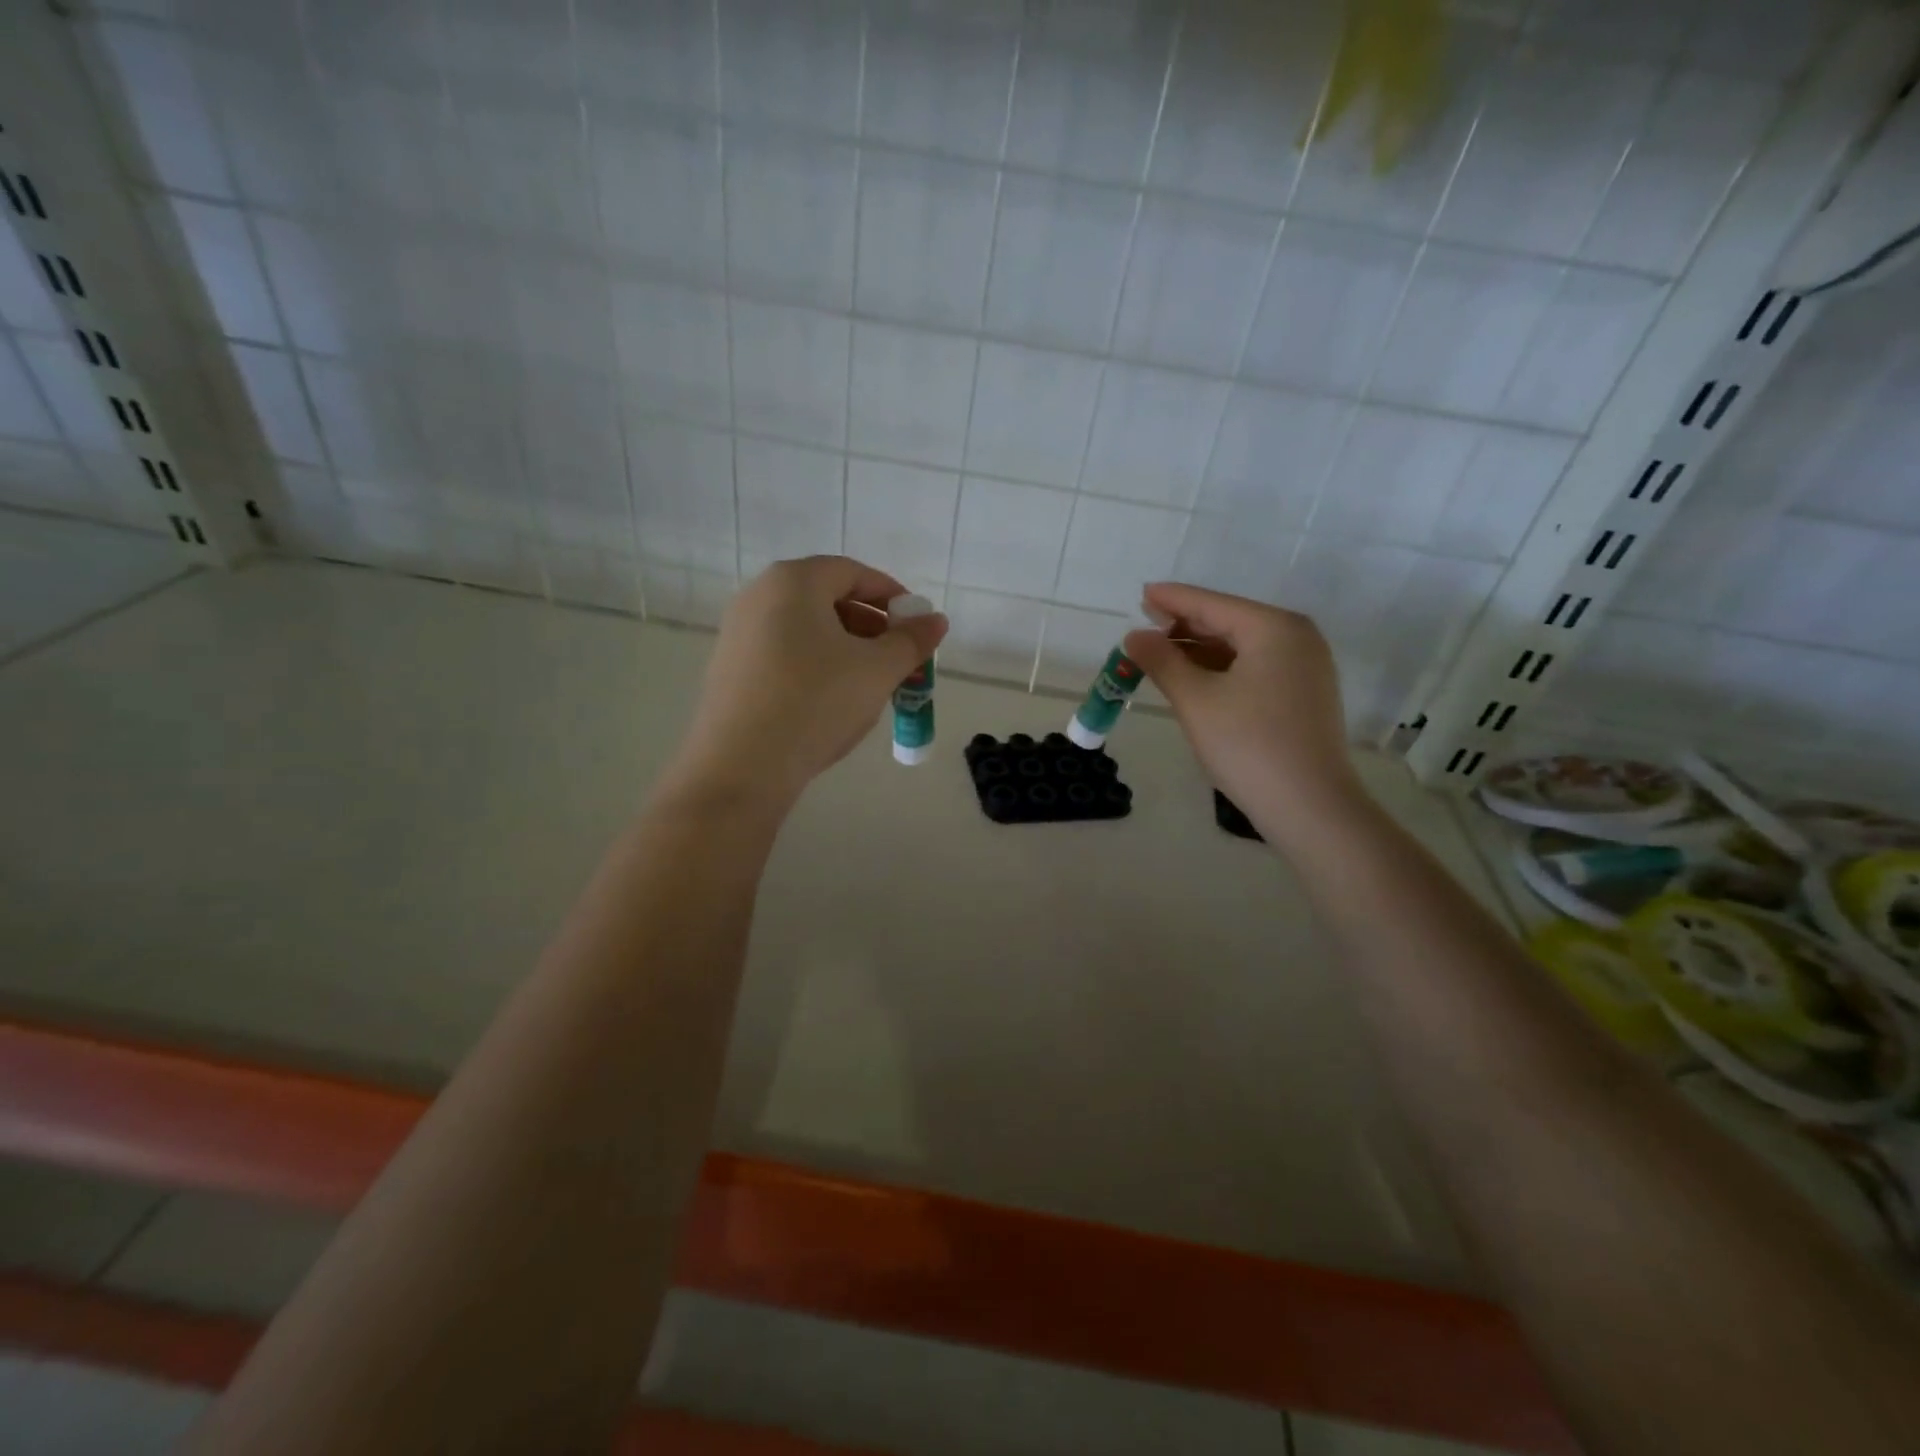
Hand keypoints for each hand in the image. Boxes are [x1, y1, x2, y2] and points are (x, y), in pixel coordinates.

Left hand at [667, 556, 947, 811]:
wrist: (741, 767)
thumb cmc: (816, 703)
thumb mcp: (877, 671)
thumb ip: (912, 641)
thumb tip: (936, 620)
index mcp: (794, 582)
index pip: (853, 573)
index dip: (892, 596)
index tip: (916, 627)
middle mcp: (759, 596)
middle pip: (828, 599)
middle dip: (872, 627)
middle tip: (899, 661)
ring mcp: (738, 633)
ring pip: (807, 630)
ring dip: (846, 649)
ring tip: (871, 685)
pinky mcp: (730, 669)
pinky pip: (784, 654)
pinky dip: (816, 666)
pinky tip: (831, 702)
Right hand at [1123, 582, 1368, 849]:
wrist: (1310, 807)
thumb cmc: (1248, 746)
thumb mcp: (1196, 700)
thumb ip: (1162, 662)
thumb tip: (1134, 637)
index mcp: (1273, 628)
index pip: (1212, 604)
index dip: (1172, 600)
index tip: (1141, 593)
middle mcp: (1296, 637)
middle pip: (1229, 621)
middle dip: (1185, 626)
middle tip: (1145, 626)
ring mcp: (1306, 666)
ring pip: (1242, 646)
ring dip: (1201, 650)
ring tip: (1161, 655)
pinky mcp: (1305, 694)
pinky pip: (1255, 667)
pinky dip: (1222, 669)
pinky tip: (1195, 678)